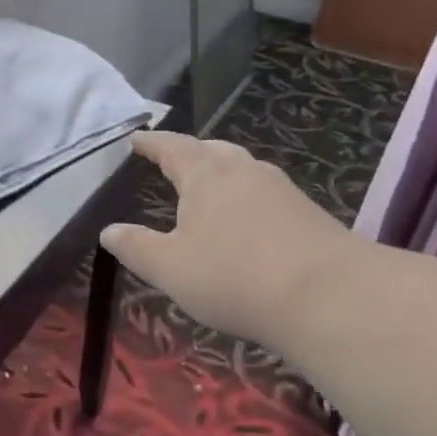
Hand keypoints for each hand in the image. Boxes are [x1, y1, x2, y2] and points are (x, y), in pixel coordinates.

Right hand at [101, 132, 358, 353]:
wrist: (328, 297)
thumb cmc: (233, 276)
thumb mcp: (169, 268)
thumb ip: (136, 247)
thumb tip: (108, 230)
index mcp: (205, 175)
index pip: (172, 147)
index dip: (151, 143)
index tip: (135, 138)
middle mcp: (244, 171)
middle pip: (212, 150)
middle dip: (189, 153)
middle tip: (171, 161)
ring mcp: (281, 190)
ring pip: (243, 169)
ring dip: (221, 173)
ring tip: (208, 188)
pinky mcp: (307, 214)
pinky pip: (265, 194)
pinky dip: (246, 198)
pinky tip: (246, 221)